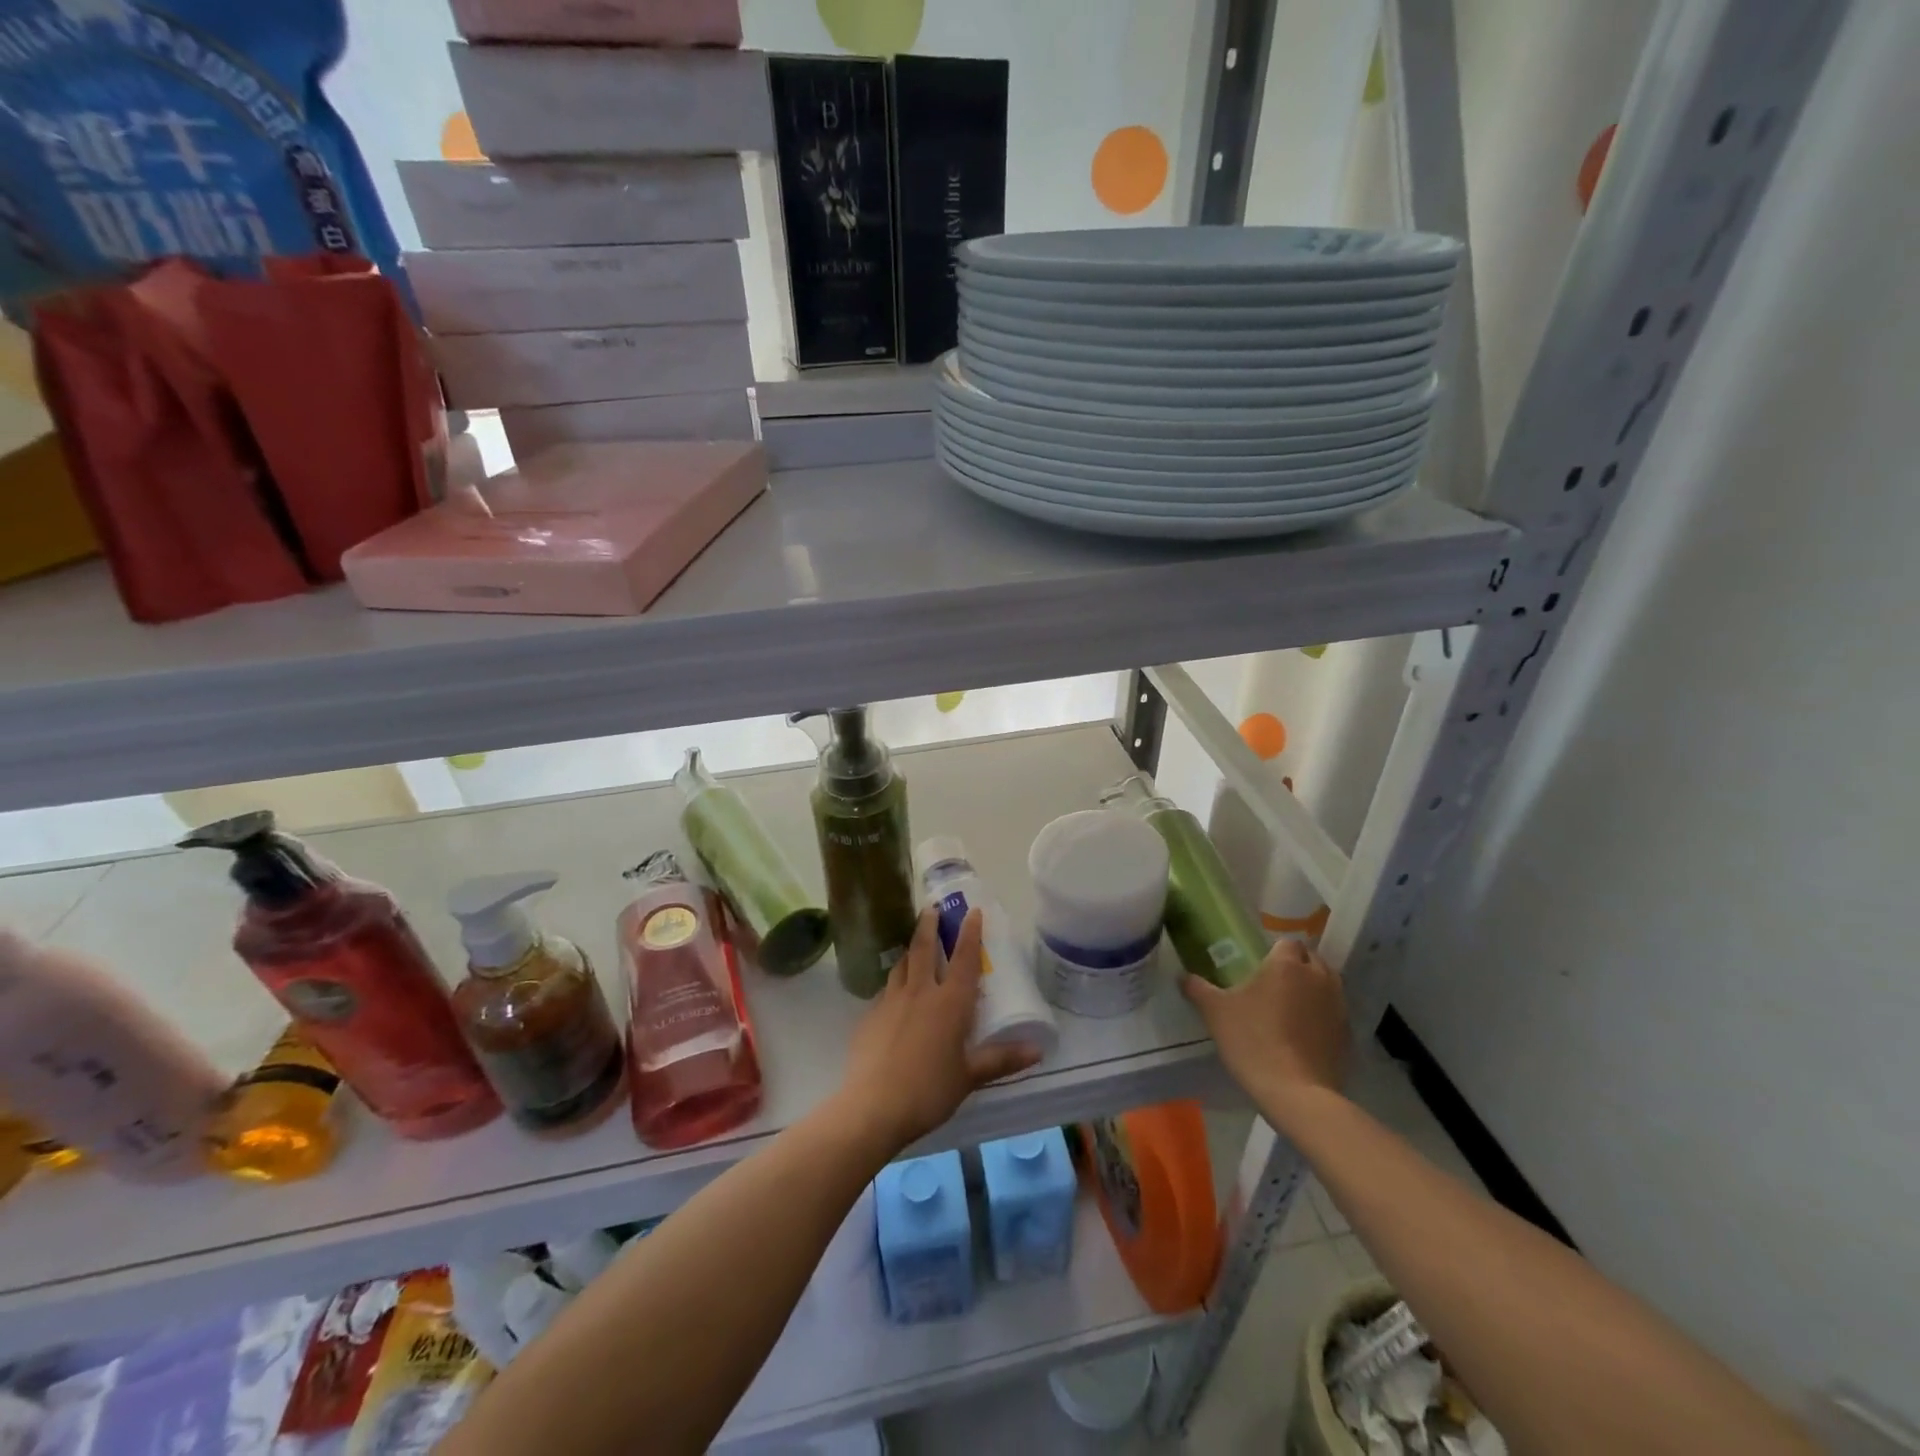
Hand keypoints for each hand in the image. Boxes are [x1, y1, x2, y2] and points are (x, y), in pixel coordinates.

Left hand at [835, 907, 1040, 1152]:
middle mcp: (920, 992)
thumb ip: (1001, 1060)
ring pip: (901, 965)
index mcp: (950, 1003)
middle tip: (931, 907)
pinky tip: (894, 994)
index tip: (972, 911)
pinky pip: (885, 990)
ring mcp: (890, 1001)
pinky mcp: (869, 1016)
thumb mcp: (969, 1077)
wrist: (873, 1106)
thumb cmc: (929, 1091)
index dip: (970, 933)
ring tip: (913, 946)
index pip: (963, 958)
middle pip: (923, 948)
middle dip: (929, 924)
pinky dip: (894, 983)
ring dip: (910, 950)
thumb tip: (1037, 1050)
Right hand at [1182, 939, 1349, 1112]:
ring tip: (1290, 1007)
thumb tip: (1182, 976)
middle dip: (1296, 966)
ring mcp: (1338, 1006)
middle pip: (1311, 959)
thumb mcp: (1215, 1012)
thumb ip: (1197, 988)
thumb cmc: (1253, 1041)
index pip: (1287, 942)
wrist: (1296, 1093)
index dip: (1274, 951)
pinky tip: (1304, 1033)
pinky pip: (1334, 1012)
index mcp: (1287, 965)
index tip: (1259, 965)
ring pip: (1327, 984)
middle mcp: (1318, 977)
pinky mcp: (1347, 1033)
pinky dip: (1322, 1015)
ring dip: (1312, 988)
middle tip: (1272, 984)